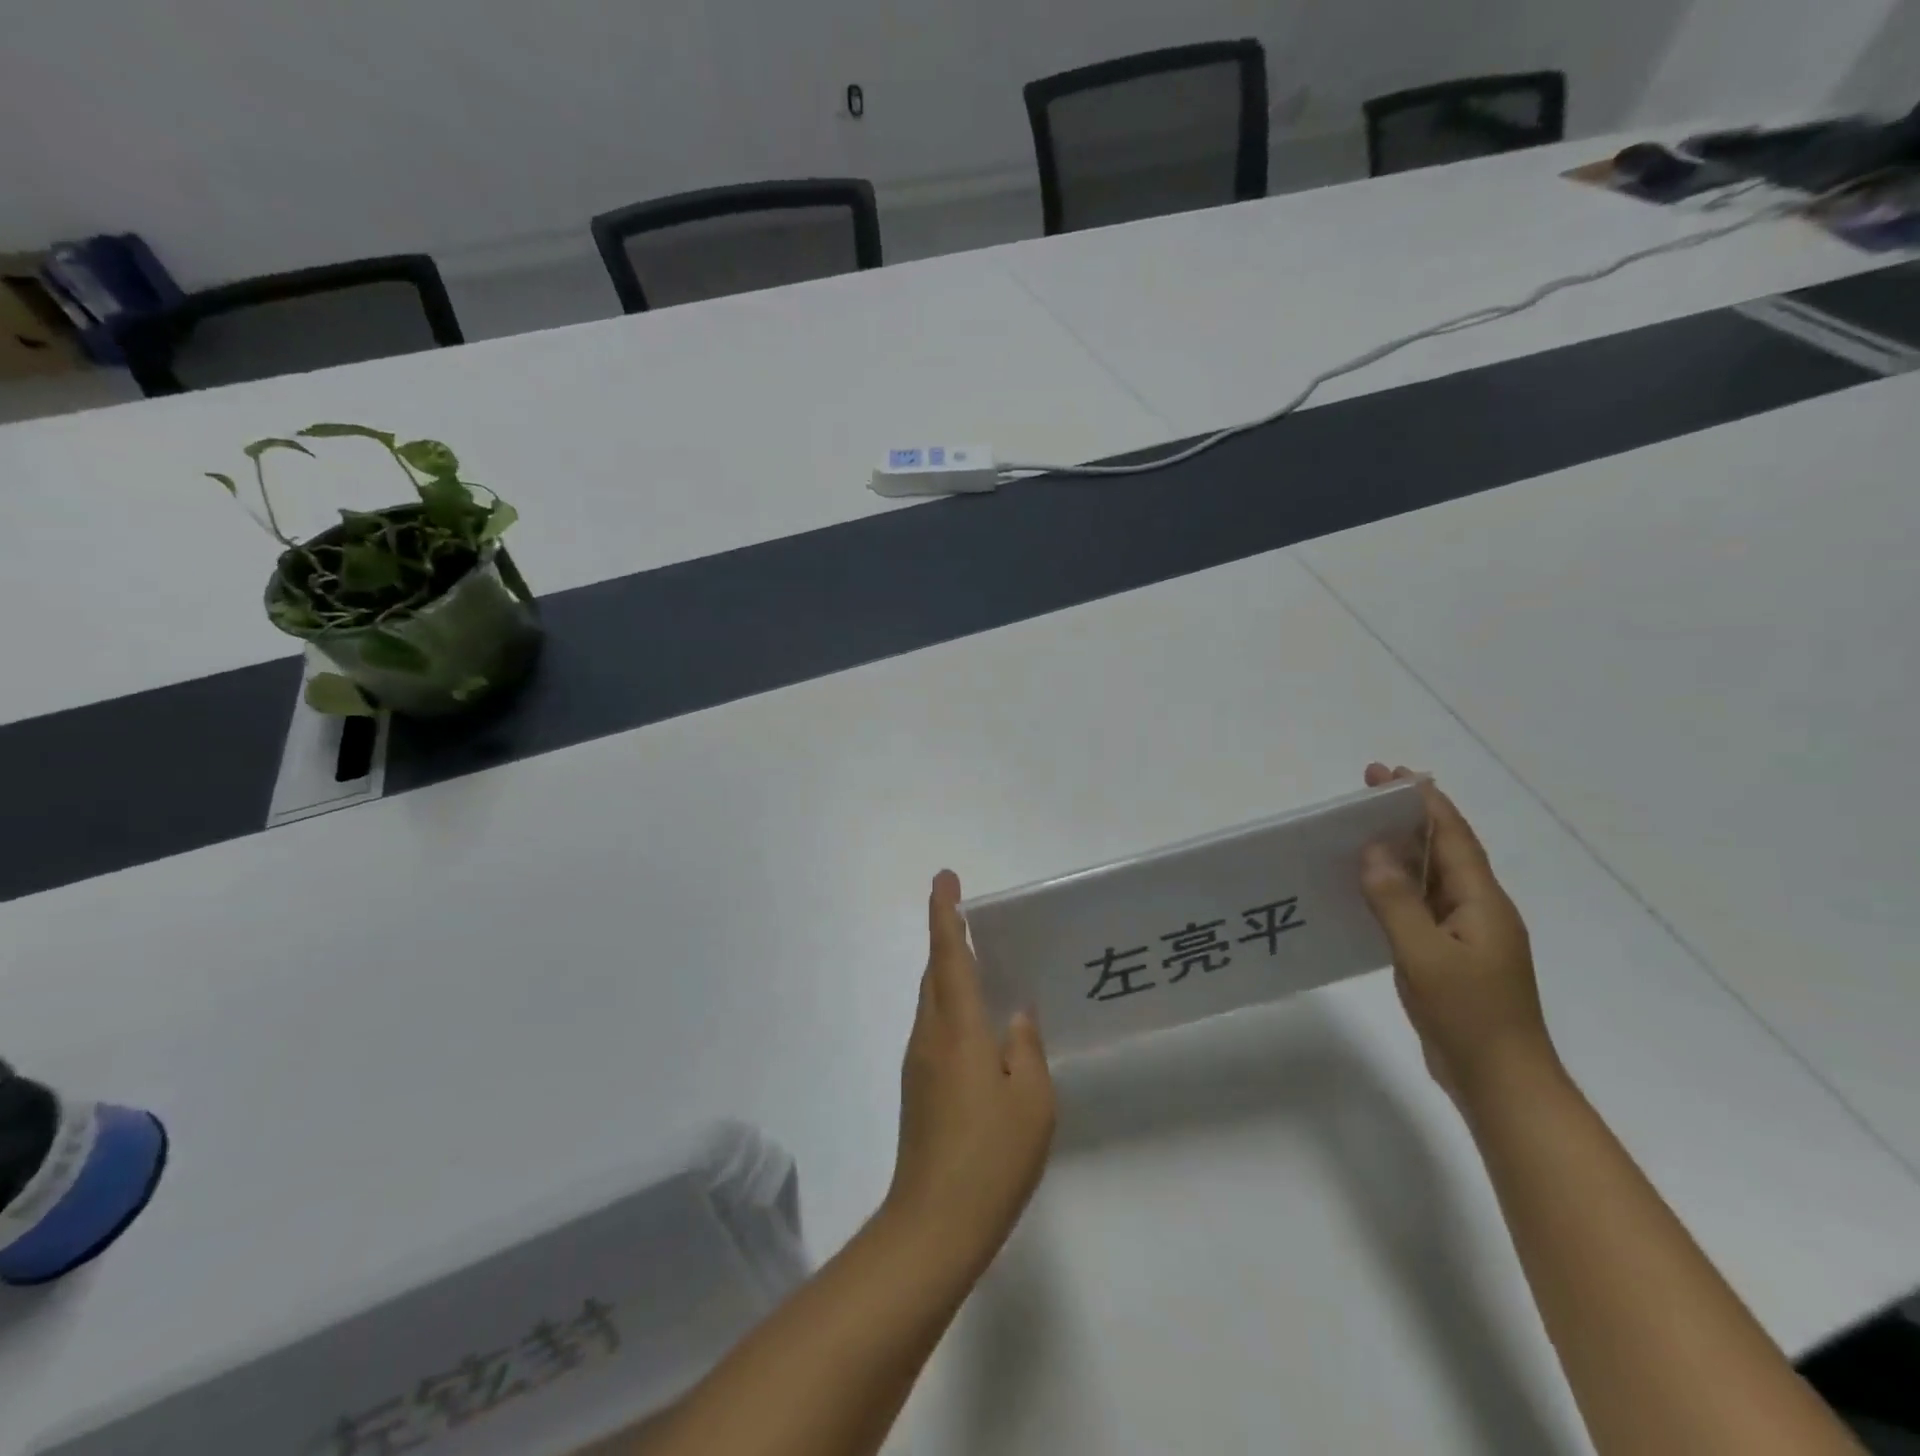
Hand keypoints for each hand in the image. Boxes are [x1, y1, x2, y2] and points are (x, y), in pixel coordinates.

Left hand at [883, 870, 1055, 1276]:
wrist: (935, 1223)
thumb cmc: (991, 1156)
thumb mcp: (1032, 1100)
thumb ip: (1026, 1048)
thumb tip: (1016, 1014)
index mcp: (958, 1029)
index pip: (948, 956)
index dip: (944, 914)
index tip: (944, 879)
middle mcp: (930, 1036)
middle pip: (934, 973)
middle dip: (946, 938)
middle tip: (967, 915)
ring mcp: (919, 1063)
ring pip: (932, 1001)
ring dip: (948, 972)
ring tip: (978, 961)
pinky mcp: (918, 1088)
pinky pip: (935, 1027)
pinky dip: (951, 1006)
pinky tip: (976, 1023)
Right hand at [1359, 764, 1559, 1109]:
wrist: (1501, 1082)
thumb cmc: (1469, 1015)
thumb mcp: (1425, 954)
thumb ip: (1397, 901)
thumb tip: (1373, 851)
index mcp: (1483, 903)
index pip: (1451, 838)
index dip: (1423, 802)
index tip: (1390, 774)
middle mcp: (1480, 910)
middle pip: (1443, 850)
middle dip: (1408, 817)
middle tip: (1367, 791)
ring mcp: (1467, 935)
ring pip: (1431, 878)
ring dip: (1401, 849)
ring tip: (1360, 830)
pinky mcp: (1451, 955)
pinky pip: (1421, 905)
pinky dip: (1397, 885)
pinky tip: (1370, 886)